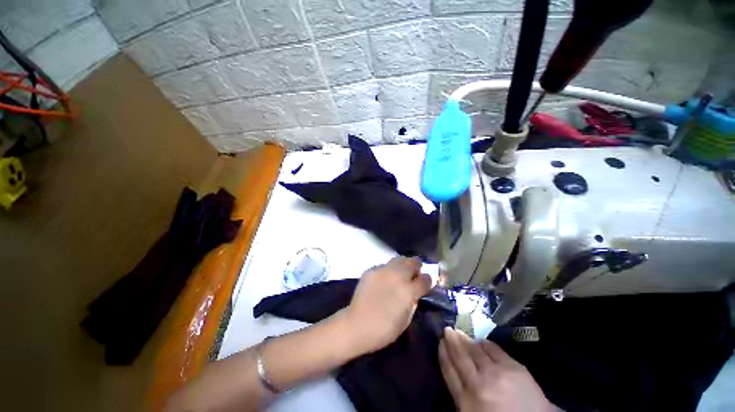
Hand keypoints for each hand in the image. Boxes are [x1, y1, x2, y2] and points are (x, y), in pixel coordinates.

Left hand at [343, 257, 431, 354]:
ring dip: (403, 264)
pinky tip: (385, 278)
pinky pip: (384, 265)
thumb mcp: (406, 320)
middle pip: (412, 262)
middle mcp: (397, 276)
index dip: (428, 280)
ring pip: (398, 259)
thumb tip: (415, 292)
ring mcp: (383, 271)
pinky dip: (388, 269)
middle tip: (416, 270)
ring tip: (402, 270)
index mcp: (408, 291)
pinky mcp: (371, 270)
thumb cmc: (384, 329)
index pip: (425, 279)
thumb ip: (413, 302)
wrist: (356, 325)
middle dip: (417, 266)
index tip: (427, 282)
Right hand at [438, 328, 556, 411]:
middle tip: (447, 329)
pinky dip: (486, 343)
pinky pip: (494, 349)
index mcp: (465, 401)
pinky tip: (481, 340)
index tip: (440, 342)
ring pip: (475, 352)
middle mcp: (477, 384)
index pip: (449, 372)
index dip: (443, 355)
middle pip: (460, 358)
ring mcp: (495, 374)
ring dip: (466, 340)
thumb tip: (455, 373)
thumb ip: (463, 396)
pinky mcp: (513, 368)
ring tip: (459, 331)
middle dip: (452, 342)